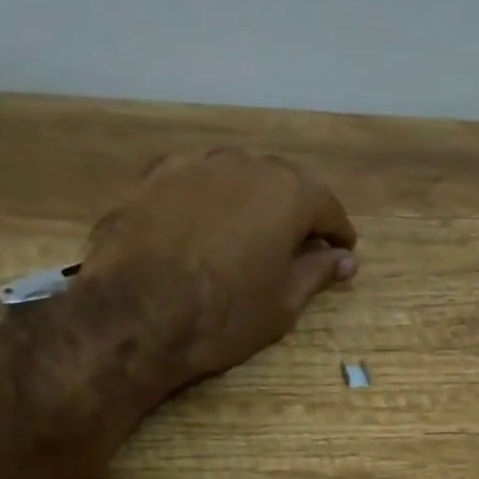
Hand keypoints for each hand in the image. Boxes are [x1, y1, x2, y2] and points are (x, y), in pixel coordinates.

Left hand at [82, 147, 357, 384]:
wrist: (134, 314)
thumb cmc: (224, 313)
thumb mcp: (283, 302)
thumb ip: (317, 272)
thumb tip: (345, 260)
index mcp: (288, 193)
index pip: (327, 207)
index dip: (338, 232)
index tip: (343, 251)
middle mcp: (245, 165)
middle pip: (282, 183)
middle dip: (295, 211)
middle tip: (298, 243)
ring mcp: (194, 166)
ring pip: (236, 177)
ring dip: (249, 200)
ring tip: (248, 231)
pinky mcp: (152, 178)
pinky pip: (194, 184)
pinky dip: (207, 201)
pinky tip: (201, 224)